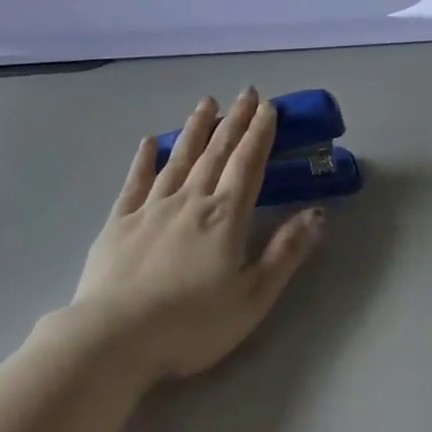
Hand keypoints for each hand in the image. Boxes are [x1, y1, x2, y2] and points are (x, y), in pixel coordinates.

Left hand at [70, 89, 323, 382]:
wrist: (114, 339)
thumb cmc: (191, 325)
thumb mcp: (252, 298)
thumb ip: (285, 253)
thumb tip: (317, 214)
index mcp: (224, 217)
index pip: (248, 164)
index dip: (260, 134)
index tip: (268, 107)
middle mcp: (190, 201)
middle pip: (216, 152)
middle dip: (235, 121)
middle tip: (246, 92)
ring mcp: (151, 208)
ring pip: (179, 158)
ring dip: (195, 129)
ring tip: (207, 102)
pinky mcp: (119, 222)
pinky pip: (135, 182)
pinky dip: (144, 159)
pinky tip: (148, 141)